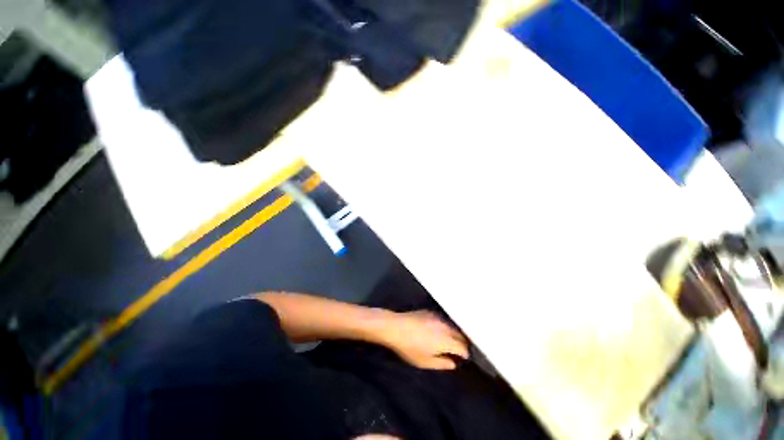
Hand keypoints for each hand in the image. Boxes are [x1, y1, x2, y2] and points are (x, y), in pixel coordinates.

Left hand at [378, 310, 468, 369]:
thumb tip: (453, 363)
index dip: (465, 354)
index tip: (464, 359)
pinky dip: (445, 325)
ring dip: (454, 333)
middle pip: (460, 334)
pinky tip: (439, 329)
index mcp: (446, 340)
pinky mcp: (430, 312)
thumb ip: (442, 363)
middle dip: (462, 343)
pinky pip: (442, 319)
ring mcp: (437, 317)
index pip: (463, 347)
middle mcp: (445, 326)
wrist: (395, 327)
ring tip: (451, 340)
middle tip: (460, 350)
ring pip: (452, 325)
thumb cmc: (410, 348)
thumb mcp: (425, 362)